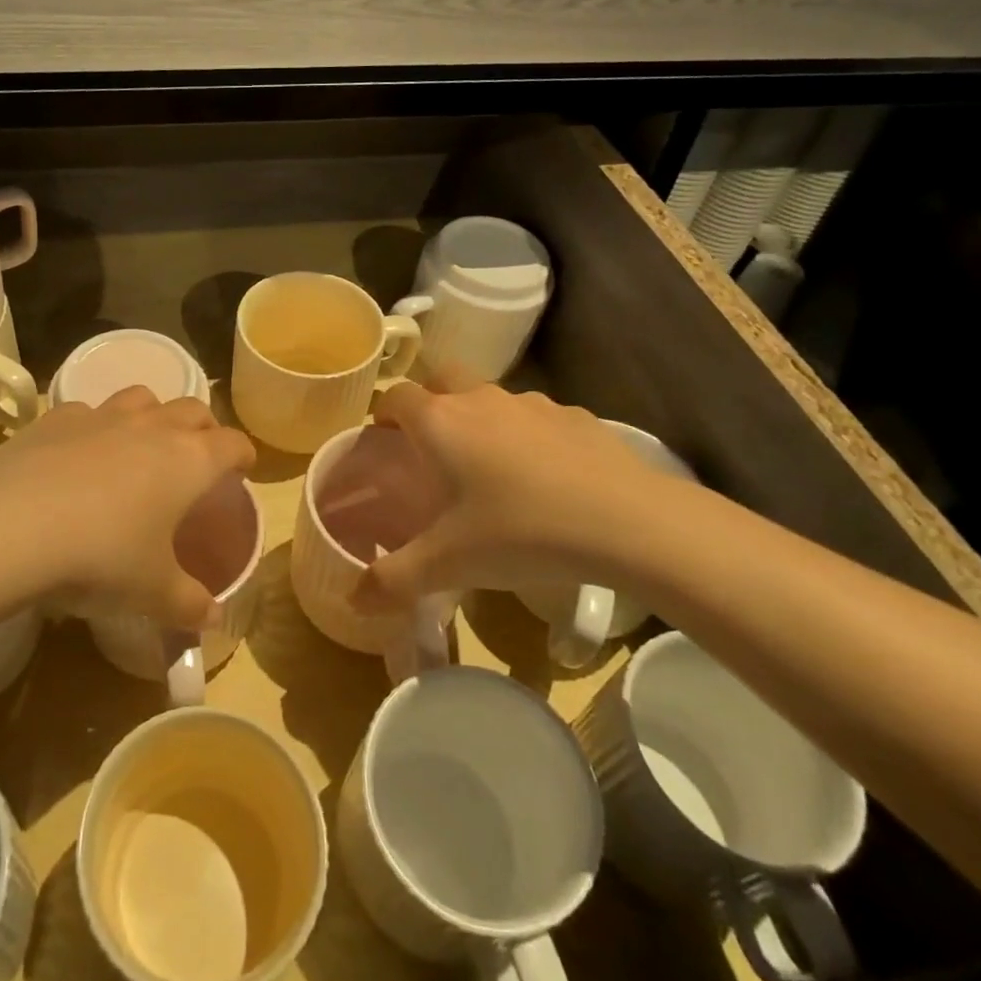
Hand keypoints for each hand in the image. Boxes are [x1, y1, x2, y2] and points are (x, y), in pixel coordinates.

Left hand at [0, 387, 255, 628]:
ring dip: (152, 415)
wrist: (13, 525)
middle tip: (198, 455)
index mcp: (189, 460)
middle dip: (203, 428)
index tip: (243, 469)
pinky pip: (88, 411)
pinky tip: (79, 453)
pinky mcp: (57, 418)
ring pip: (142, 398)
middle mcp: (152, 427)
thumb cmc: (102, 558)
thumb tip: (214, 619)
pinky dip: (95, 426)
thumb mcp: (152, 592)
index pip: (233, 443)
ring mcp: (103, 416)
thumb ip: (189, 604)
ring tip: (142, 443)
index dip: (243, 455)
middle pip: (192, 409)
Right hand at [354, 382, 687, 610]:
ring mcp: (532, 402)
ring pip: (492, 399)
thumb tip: (353, 601)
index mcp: (440, 422)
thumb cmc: (519, 532)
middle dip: (431, 403)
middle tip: (435, 449)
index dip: (384, 416)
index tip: (385, 444)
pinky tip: (548, 480)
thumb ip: (393, 579)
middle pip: (442, 380)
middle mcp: (480, 399)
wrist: (626, 521)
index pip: (395, 397)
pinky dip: (531, 437)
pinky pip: (539, 419)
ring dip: (482, 421)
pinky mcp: (576, 416)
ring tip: (493, 472)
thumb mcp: (448, 564)